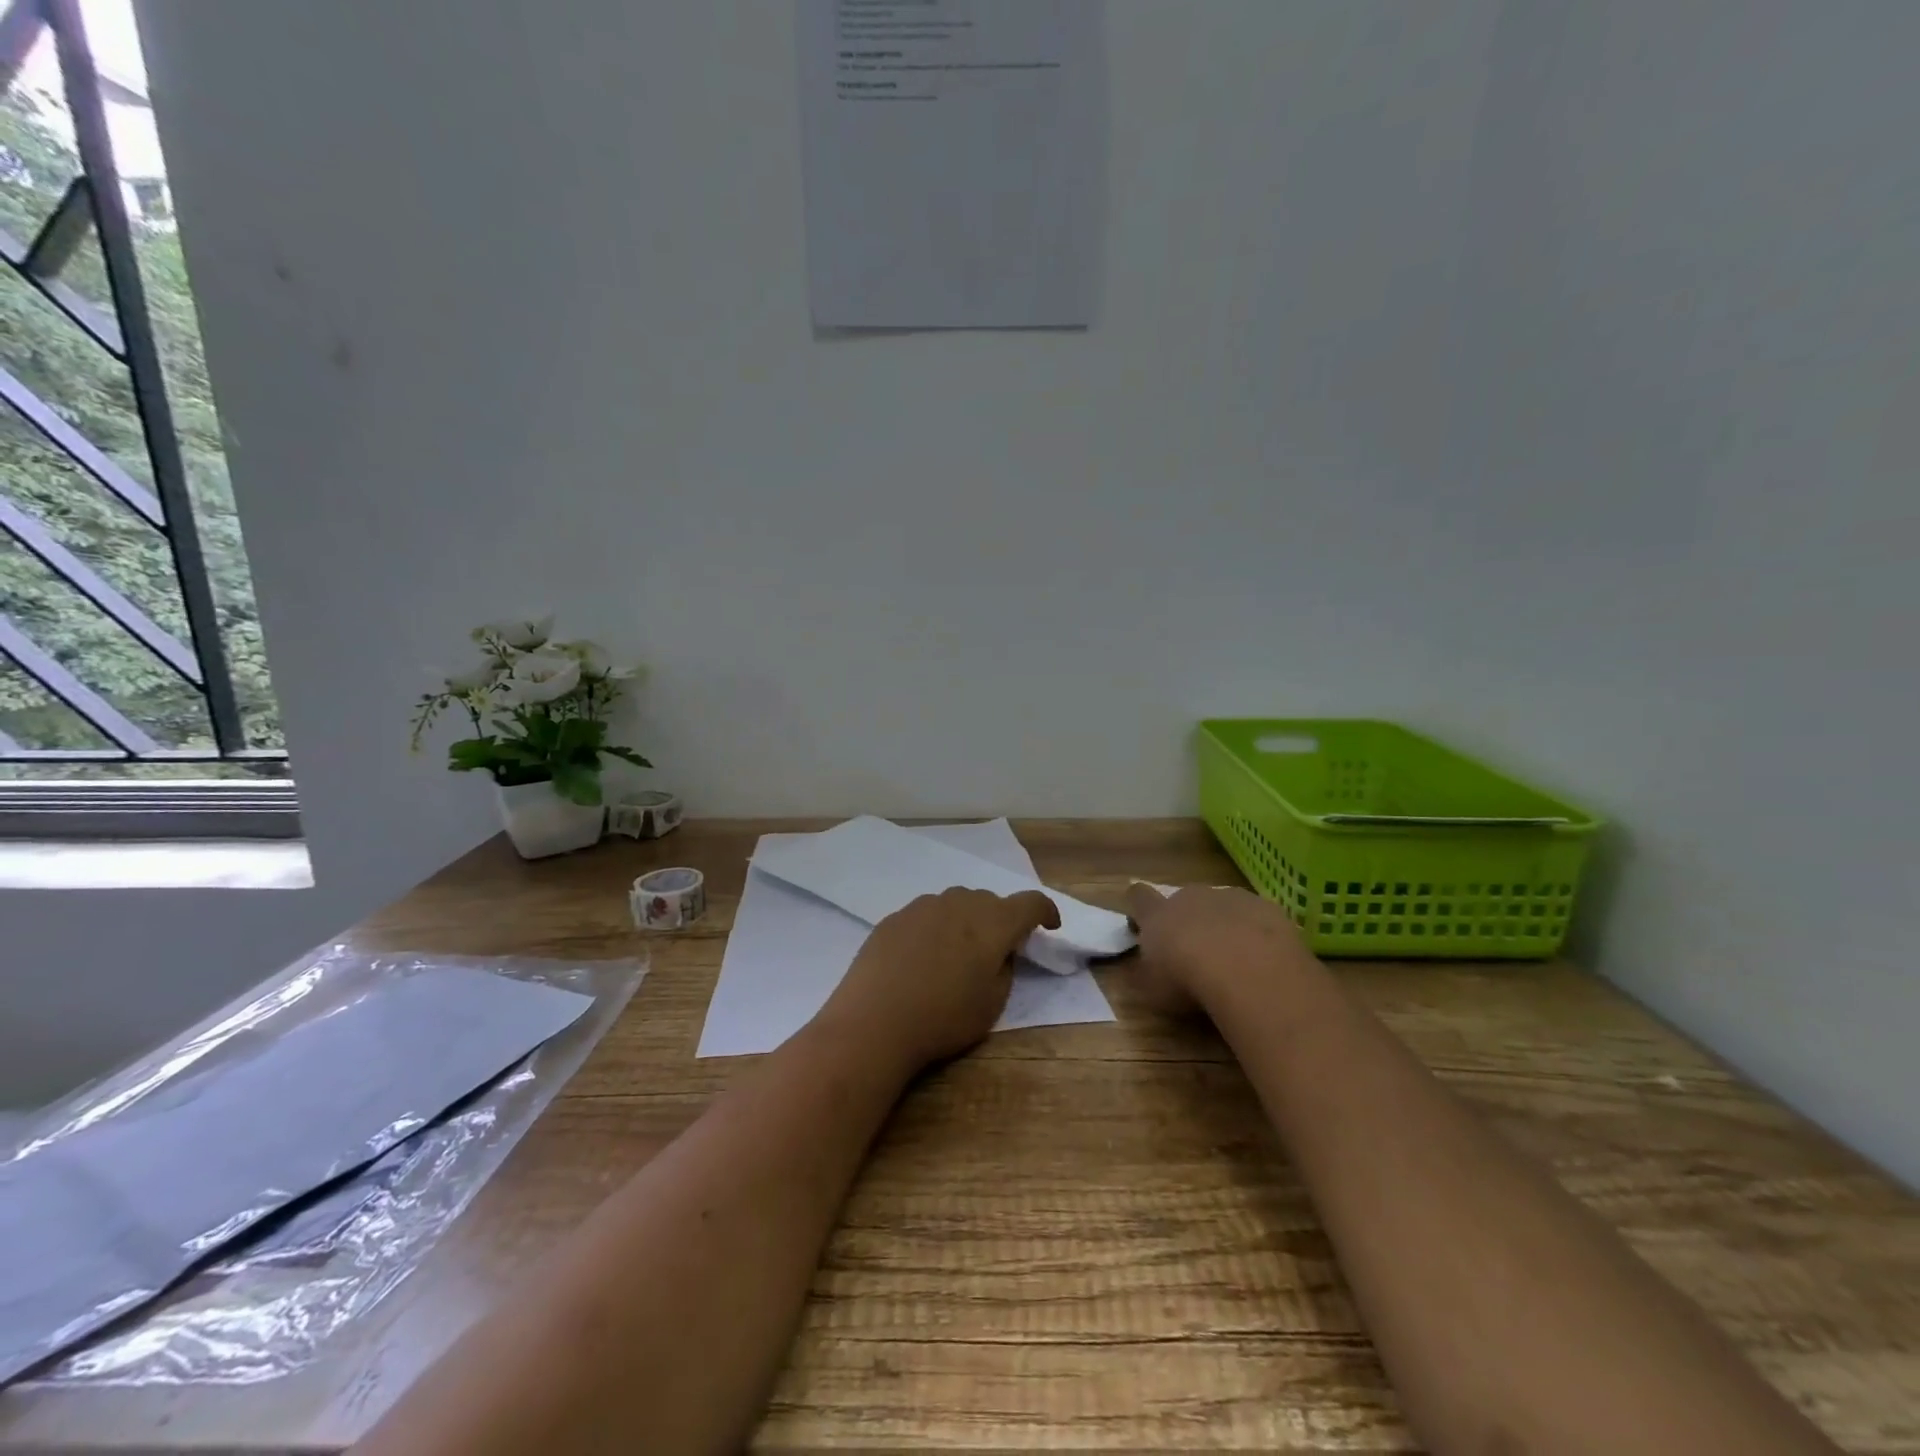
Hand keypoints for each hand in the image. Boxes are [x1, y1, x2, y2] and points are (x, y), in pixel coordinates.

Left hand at [817, 888, 1061, 1073]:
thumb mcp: (993, 1004)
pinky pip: (926, 915)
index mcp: (993, 923)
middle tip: (998, 950)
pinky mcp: (895, 917)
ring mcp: (923, 906)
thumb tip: (998, 953)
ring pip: (956, 903)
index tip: (1049, 926)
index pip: (1030, 903)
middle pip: (991, 901)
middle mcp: (960, 903)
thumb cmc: (943, 1017)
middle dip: (1001, 920)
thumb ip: (1005, 969)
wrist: (874, 1021)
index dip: (1045, 911)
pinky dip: (935, 928)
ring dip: (966, 921)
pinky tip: (923, 958)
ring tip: (957, 953)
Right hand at [1125, 882, 1312, 1014]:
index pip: (1139, 897)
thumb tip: (1139, 968)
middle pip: (1184, 900)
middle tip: (1195, 952)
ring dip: (1223, 924)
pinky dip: (1256, 932)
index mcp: (1157, 914)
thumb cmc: (1187, 981)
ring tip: (1234, 959)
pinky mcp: (1266, 907)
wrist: (1246, 970)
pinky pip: (1256, 916)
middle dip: (1187, 920)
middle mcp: (1190, 897)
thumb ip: (1143, 973)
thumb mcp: (1151, 989)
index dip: (1139, 906)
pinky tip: (1264, 959)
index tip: (1142, 920)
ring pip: (1222, 905)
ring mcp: (1230, 898)